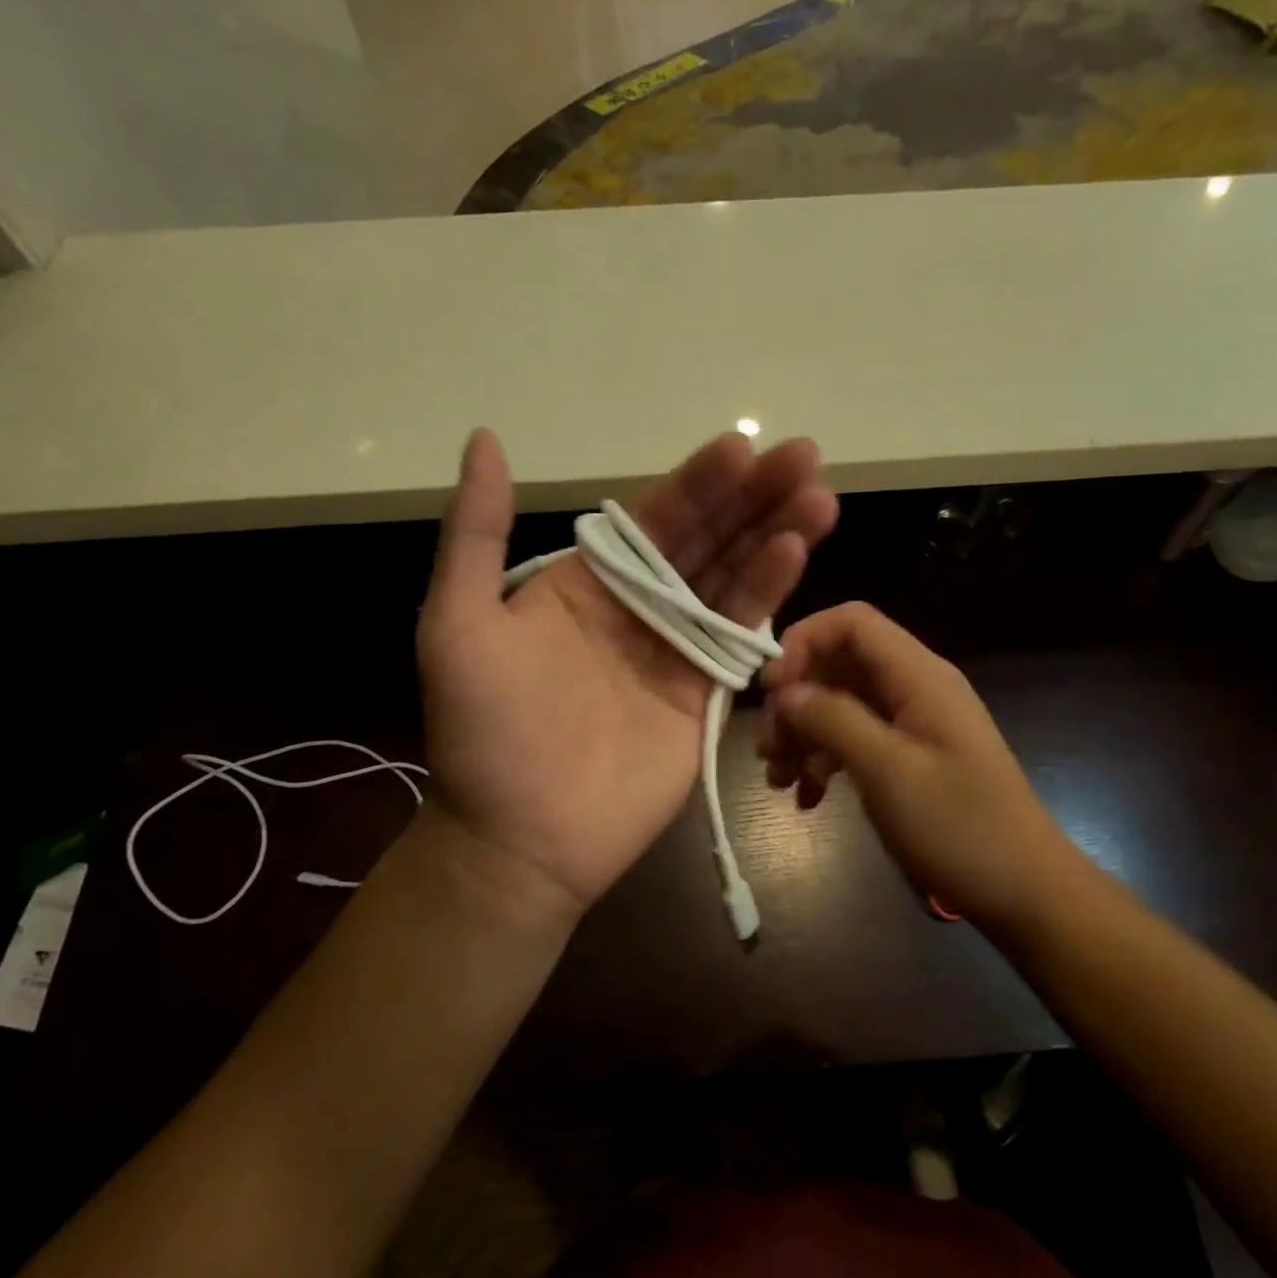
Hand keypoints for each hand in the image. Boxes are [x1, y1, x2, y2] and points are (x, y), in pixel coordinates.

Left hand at [416, 429, 837, 924]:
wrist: (519, 838)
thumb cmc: (484, 732)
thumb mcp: (458, 623)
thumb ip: (477, 533)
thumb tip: (486, 439)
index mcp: (585, 582)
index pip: (652, 519)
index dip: (697, 482)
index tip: (743, 447)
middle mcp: (637, 607)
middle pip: (706, 541)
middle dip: (753, 499)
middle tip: (804, 458)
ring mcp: (675, 650)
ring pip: (733, 582)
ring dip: (775, 537)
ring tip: (818, 499)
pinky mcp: (704, 694)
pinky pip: (739, 638)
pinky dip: (768, 598)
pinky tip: (796, 557)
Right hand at [758, 602, 1073, 930]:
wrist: (1022, 889)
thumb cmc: (958, 826)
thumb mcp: (888, 771)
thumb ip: (833, 720)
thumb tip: (785, 691)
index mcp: (918, 676)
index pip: (852, 622)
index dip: (803, 642)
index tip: (771, 691)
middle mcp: (914, 688)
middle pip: (839, 666)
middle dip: (796, 700)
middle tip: (768, 750)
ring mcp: (913, 723)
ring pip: (841, 705)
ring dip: (804, 736)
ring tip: (779, 781)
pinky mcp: (910, 756)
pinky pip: (856, 740)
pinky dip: (825, 761)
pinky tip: (807, 798)